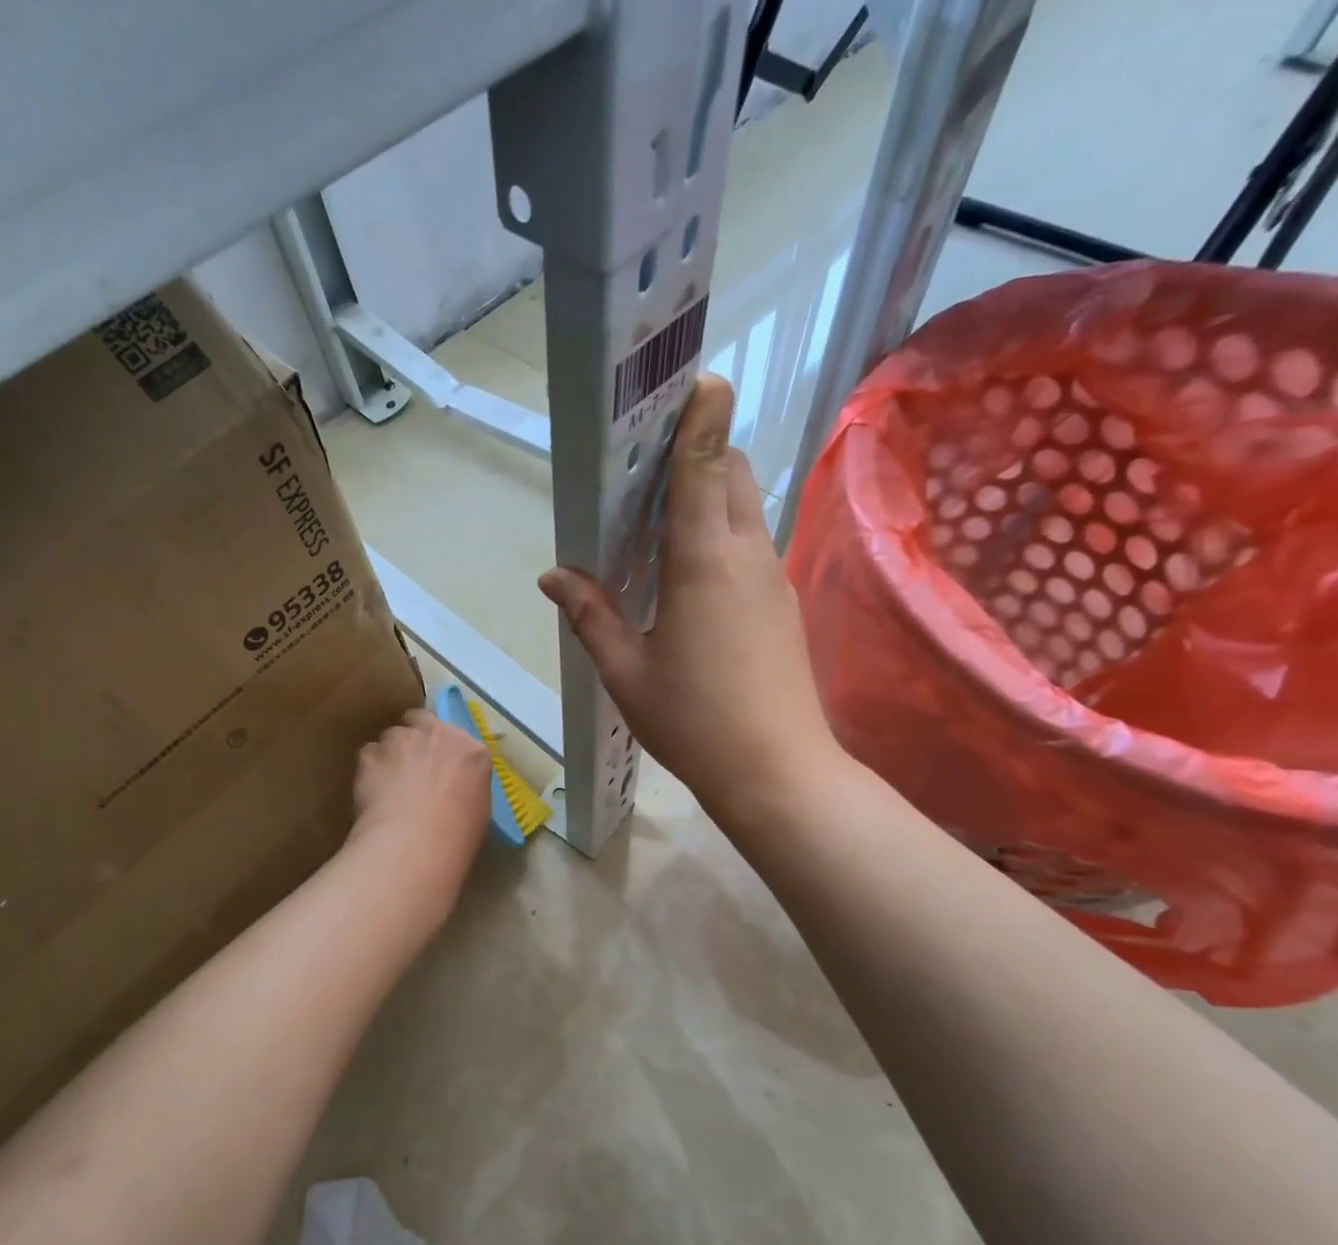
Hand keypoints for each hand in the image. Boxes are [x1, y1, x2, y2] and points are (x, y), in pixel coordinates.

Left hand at [349, 708, 491, 887]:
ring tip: (388, 785)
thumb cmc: (456, 836)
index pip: (454, 736)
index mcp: (471, 750)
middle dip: (414, 737)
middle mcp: (437, 734)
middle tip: (410, 766)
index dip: (442, 750)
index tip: (436, 767)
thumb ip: (465, 785)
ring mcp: (401, 740)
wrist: (415, 843)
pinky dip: (370, 771)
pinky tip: (372, 795)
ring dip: (391, 754)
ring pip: (391, 737)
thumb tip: (452, 789)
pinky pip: (369, 756)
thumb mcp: (478, 809)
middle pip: (420, 720)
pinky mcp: (371, 754)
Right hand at [539, 375, 841, 825]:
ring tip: (663, 515)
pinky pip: (752, 546)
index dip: (701, 417)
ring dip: (712, 493)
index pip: (705, 467)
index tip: (696, 379)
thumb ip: (591, 616)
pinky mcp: (783, 604)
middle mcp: (746, 555)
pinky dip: (723, 533)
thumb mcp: (626, 671)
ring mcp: (773, 579)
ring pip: (746, 509)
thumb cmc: (693, 720)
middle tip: (651, 465)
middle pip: (732, 474)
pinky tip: (692, 571)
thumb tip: (554, 576)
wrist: (776, 772)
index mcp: (703, 562)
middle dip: (701, 451)